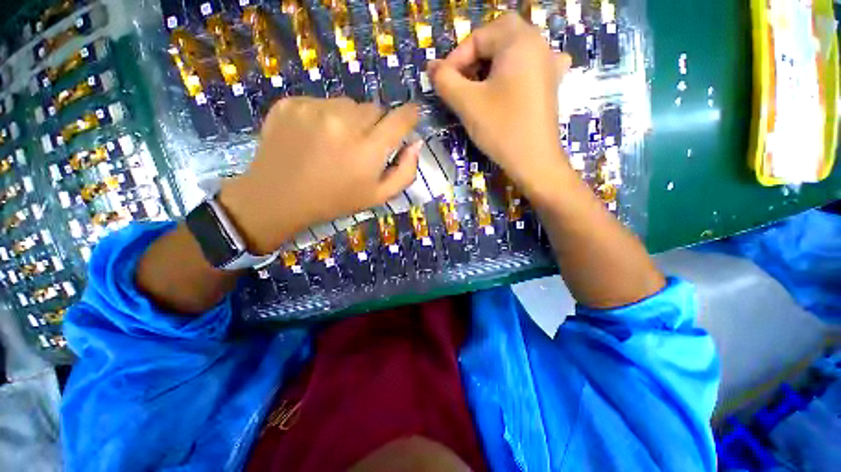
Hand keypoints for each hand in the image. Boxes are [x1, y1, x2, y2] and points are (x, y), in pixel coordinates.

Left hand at [218, 97, 420, 254]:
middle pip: (375, 109)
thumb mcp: (378, 197)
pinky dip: (325, 116)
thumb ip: (405, 172)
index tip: (408, 120)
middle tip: (362, 146)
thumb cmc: (335, 201)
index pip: (401, 118)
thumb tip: (415, 144)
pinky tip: (314, 137)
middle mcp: (345, 122)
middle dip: (376, 125)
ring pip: (349, 104)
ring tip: (336, 143)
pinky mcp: (292, 103)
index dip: (409, 117)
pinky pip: (322, 102)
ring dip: (350, 119)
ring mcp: (315, 108)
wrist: (279, 198)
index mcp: (368, 149)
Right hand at [429, 14, 571, 196]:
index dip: (456, 58)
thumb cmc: (502, 129)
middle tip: (460, 82)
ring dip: (491, 64)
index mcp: (520, 41)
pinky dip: (512, 71)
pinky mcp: (550, 84)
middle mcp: (539, 44)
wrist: (534, 161)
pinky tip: (508, 85)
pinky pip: (528, 66)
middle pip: (498, 37)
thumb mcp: (468, 103)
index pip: (479, 36)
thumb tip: (431, 67)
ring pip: (513, 51)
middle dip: (474, 57)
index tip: (444, 83)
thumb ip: (445, 80)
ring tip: (478, 88)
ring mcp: (549, 64)